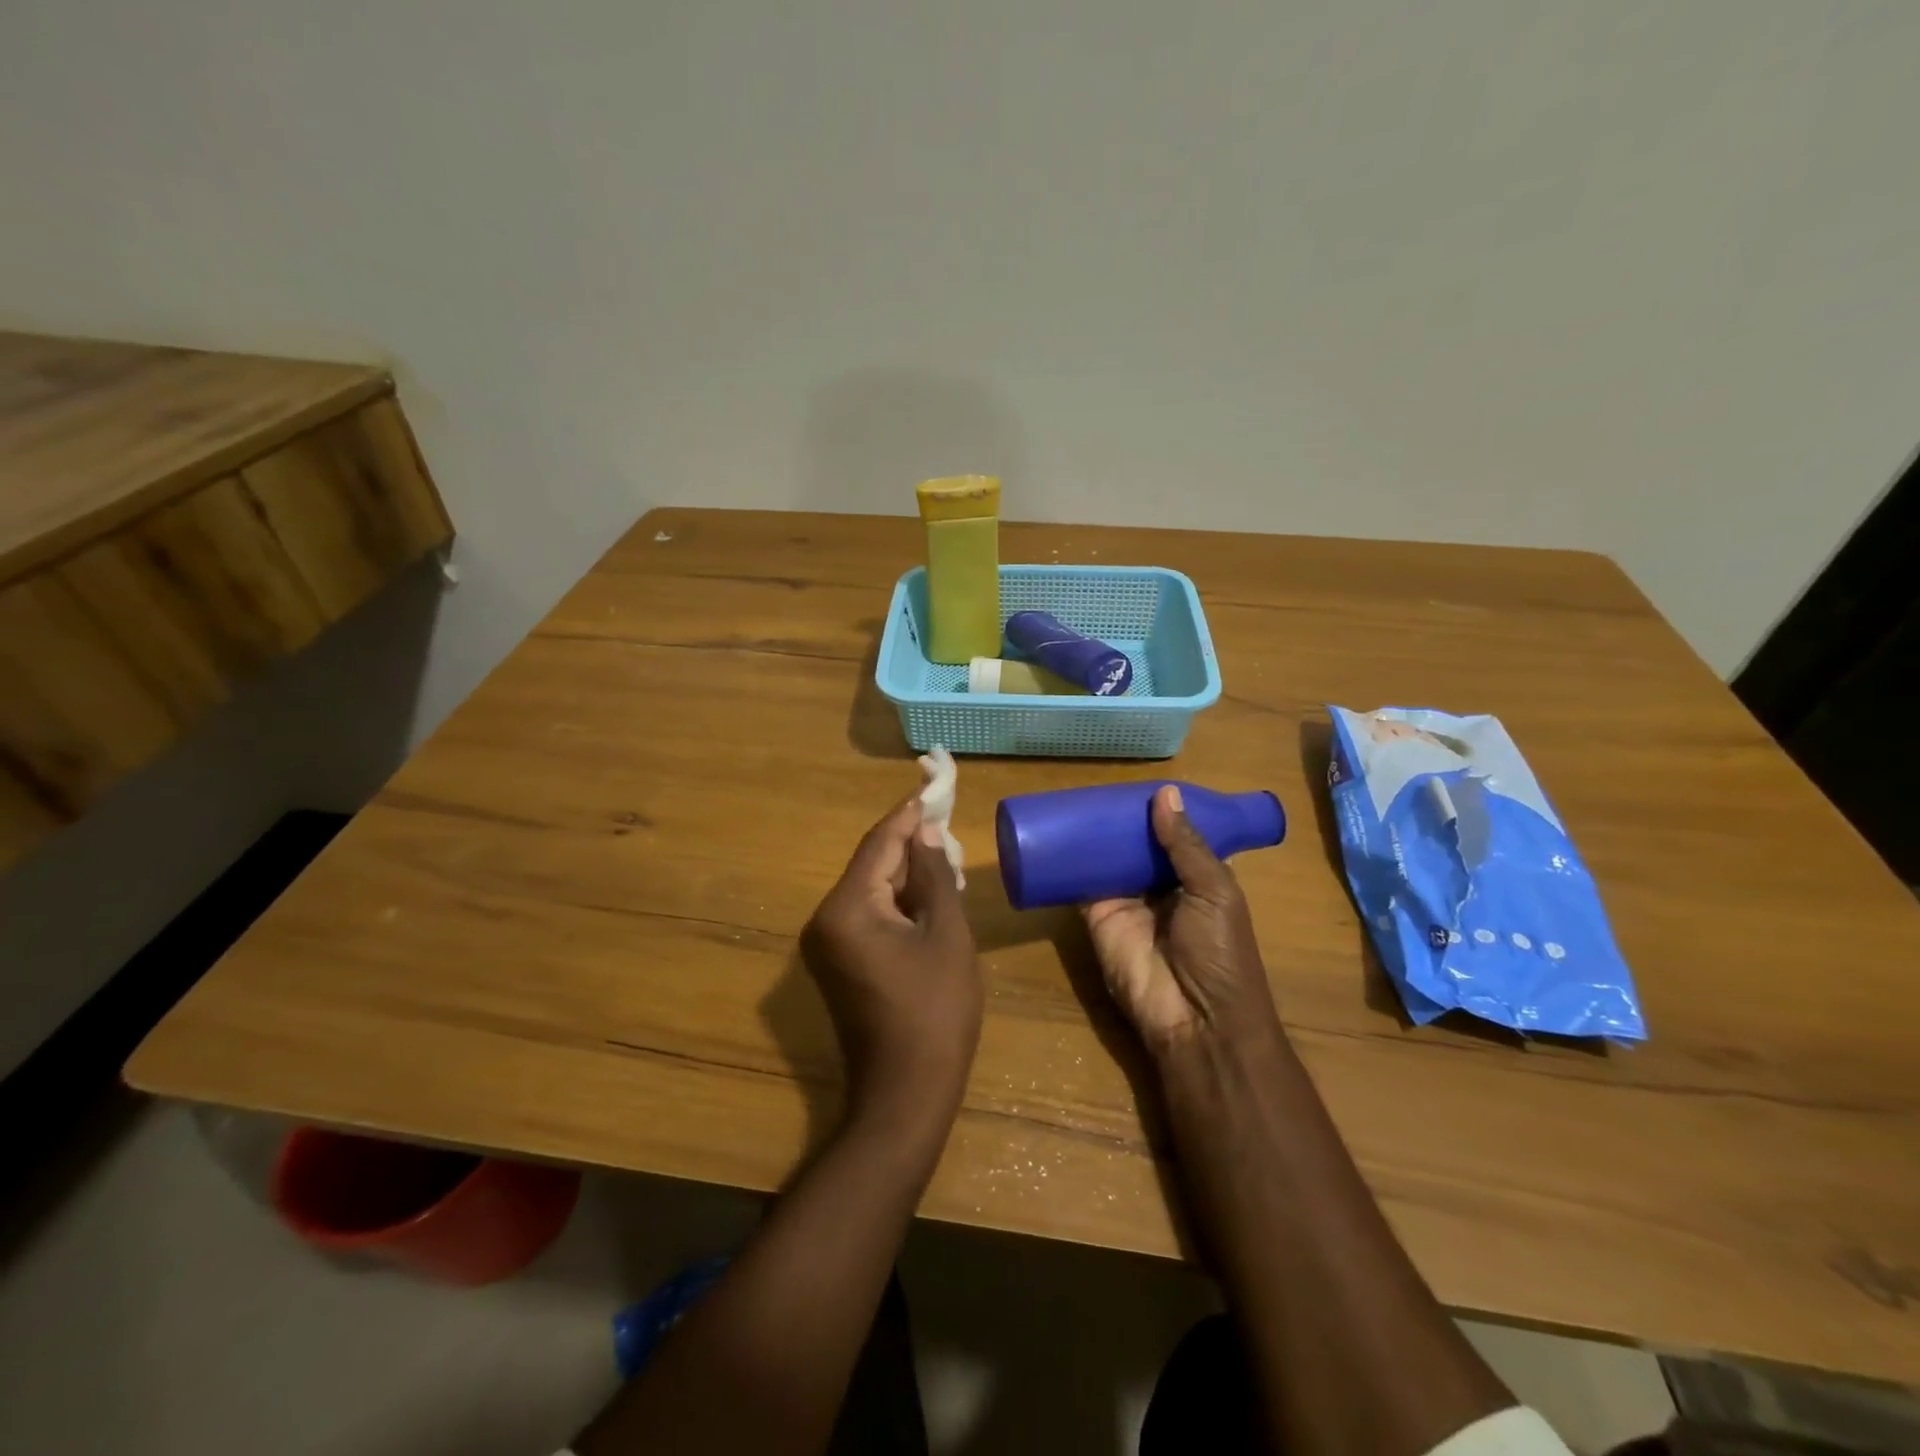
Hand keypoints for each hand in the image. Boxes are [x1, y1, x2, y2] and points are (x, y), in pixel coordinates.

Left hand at [802, 799, 980, 1138]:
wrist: (905, 1094)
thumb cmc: (935, 1012)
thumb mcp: (946, 935)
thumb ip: (933, 876)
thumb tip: (925, 833)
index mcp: (846, 909)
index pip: (879, 844)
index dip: (908, 815)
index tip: (933, 788)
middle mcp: (825, 920)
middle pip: (872, 865)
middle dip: (911, 847)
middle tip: (949, 825)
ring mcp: (828, 944)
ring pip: (872, 890)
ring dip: (908, 876)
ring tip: (947, 859)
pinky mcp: (839, 963)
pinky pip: (869, 916)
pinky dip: (899, 903)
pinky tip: (931, 897)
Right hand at [1081, 785, 1283, 1058]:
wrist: (1195, 1018)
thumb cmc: (1219, 952)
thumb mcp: (1215, 891)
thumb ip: (1187, 845)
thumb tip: (1165, 793)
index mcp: (1195, 878)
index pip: (1174, 836)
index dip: (1160, 812)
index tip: (1139, 784)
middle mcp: (1159, 886)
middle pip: (1136, 845)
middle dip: (1121, 819)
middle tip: (1098, 786)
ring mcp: (1126, 901)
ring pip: (1106, 858)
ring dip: (1094, 834)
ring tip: (1073, 798)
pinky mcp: (1096, 916)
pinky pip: (1079, 882)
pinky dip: (1068, 860)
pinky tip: (1055, 831)